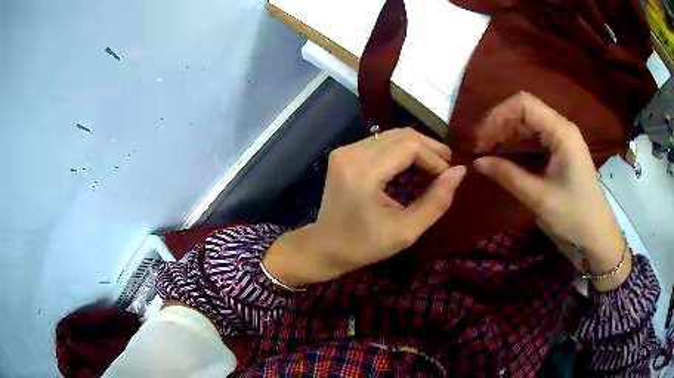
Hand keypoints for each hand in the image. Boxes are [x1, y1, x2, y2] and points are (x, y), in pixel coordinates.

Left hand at [263, 128, 466, 286]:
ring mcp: (345, 150)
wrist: (325, 247)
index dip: (434, 157)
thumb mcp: (406, 231)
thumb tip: (459, 172)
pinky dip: (401, 151)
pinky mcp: (344, 153)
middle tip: (447, 169)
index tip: (448, 177)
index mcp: (363, 172)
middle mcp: (352, 153)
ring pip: (392, 135)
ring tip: (434, 168)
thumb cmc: (364, 246)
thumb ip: (436, 201)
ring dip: (417, 148)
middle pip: (402, 135)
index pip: (409, 146)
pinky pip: (381, 142)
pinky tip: (413, 167)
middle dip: (430, 149)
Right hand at [473, 92, 630, 290]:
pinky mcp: (560, 153)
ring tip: (488, 153)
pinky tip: (505, 158)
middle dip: (499, 125)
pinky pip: (534, 140)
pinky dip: (516, 146)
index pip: (523, 104)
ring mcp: (562, 140)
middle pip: (524, 111)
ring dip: (506, 135)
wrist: (596, 237)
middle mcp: (561, 128)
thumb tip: (477, 162)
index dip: (498, 115)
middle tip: (480, 149)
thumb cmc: (573, 216)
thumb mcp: (539, 198)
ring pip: (527, 124)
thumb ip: (508, 176)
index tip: (480, 139)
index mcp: (561, 131)